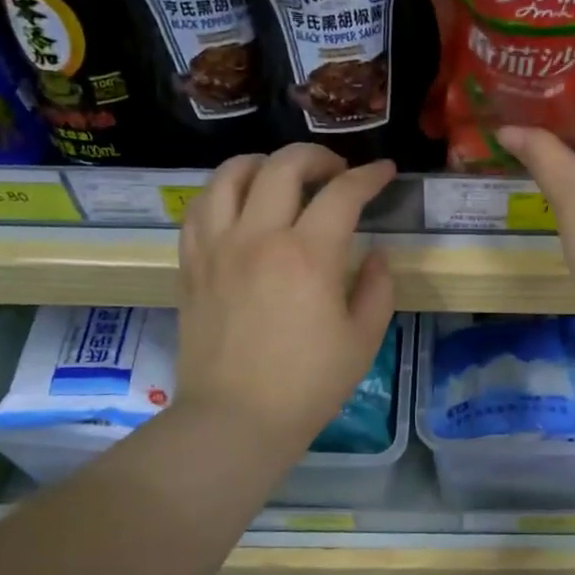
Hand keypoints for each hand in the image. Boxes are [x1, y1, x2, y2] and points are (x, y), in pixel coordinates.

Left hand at [176, 144, 396, 454]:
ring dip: (263, 162)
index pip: (343, 193)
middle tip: (336, 171)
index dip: (369, 176)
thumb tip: (377, 253)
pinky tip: (238, 202)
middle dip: (318, 156)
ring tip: (281, 175)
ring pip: (231, 175)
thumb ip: (378, 287)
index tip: (384, 172)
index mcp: (309, 256)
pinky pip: (199, 207)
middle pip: (284, 166)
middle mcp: (259, 237)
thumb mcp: (364, 340)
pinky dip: (222, 191)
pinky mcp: (191, 264)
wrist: (236, 419)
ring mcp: (218, 247)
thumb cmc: (308, 385)